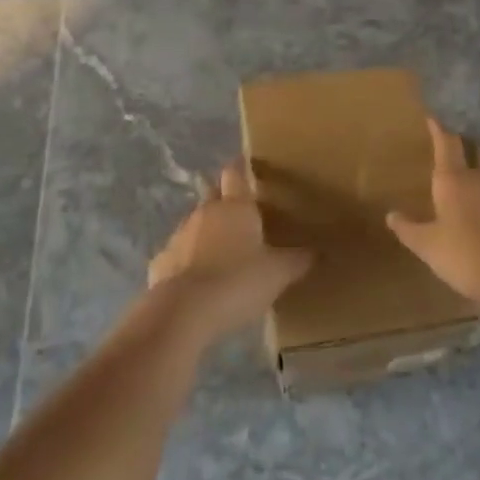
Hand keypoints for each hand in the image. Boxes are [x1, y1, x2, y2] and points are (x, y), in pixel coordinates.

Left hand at [148, 160, 312, 346]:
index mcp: (236, 207)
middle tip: (238, 212)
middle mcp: (205, 212)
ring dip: (205, 232)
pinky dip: (186, 261)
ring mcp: (179, 235)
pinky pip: (177, 255)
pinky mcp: (161, 262)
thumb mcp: (278, 274)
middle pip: (212, 194)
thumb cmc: (238, 282)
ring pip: (194, 223)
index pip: (235, 174)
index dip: (240, 170)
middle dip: (222, 198)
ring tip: (220, 250)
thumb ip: (297, 260)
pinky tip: (196, 280)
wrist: (184, 311)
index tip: (247, 168)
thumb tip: (317, 251)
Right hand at [387, 118, 479, 311]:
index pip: (447, 143)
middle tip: (459, 148)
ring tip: (477, 193)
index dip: (440, 129)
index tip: (434, 117)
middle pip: (477, 152)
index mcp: (454, 180)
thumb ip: (408, 229)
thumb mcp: (428, 246)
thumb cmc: (465, 254)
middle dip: (468, 147)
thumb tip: (391, 215)